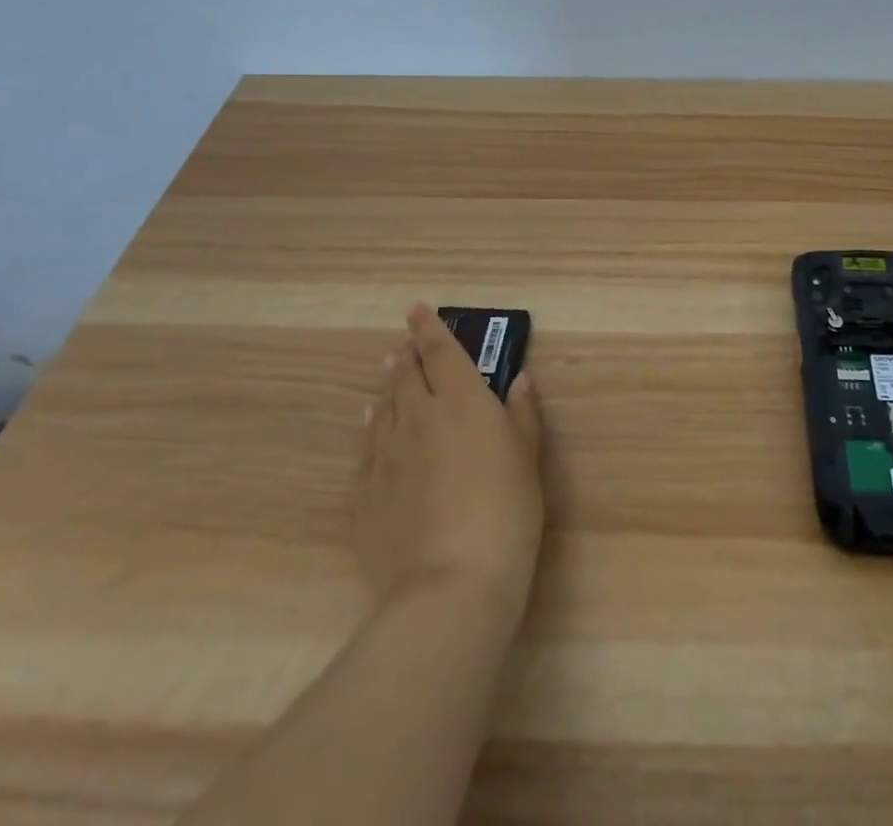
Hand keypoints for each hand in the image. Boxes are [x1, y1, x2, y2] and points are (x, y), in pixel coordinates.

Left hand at [355, 303, 545, 619]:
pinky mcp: (365, 495)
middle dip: (405, 355)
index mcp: (461, 400)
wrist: (451, 583)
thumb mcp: (528, 456)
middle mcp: (418, 416)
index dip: (428, 327)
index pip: (440, 350)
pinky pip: (366, 449)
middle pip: (406, 375)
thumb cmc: (506, 510)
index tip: (417, 309)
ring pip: (383, 408)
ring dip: (387, 388)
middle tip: (404, 345)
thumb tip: (518, 380)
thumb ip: (521, 413)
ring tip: (388, 377)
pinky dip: (371, 429)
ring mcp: (386, 455)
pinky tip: (371, 426)